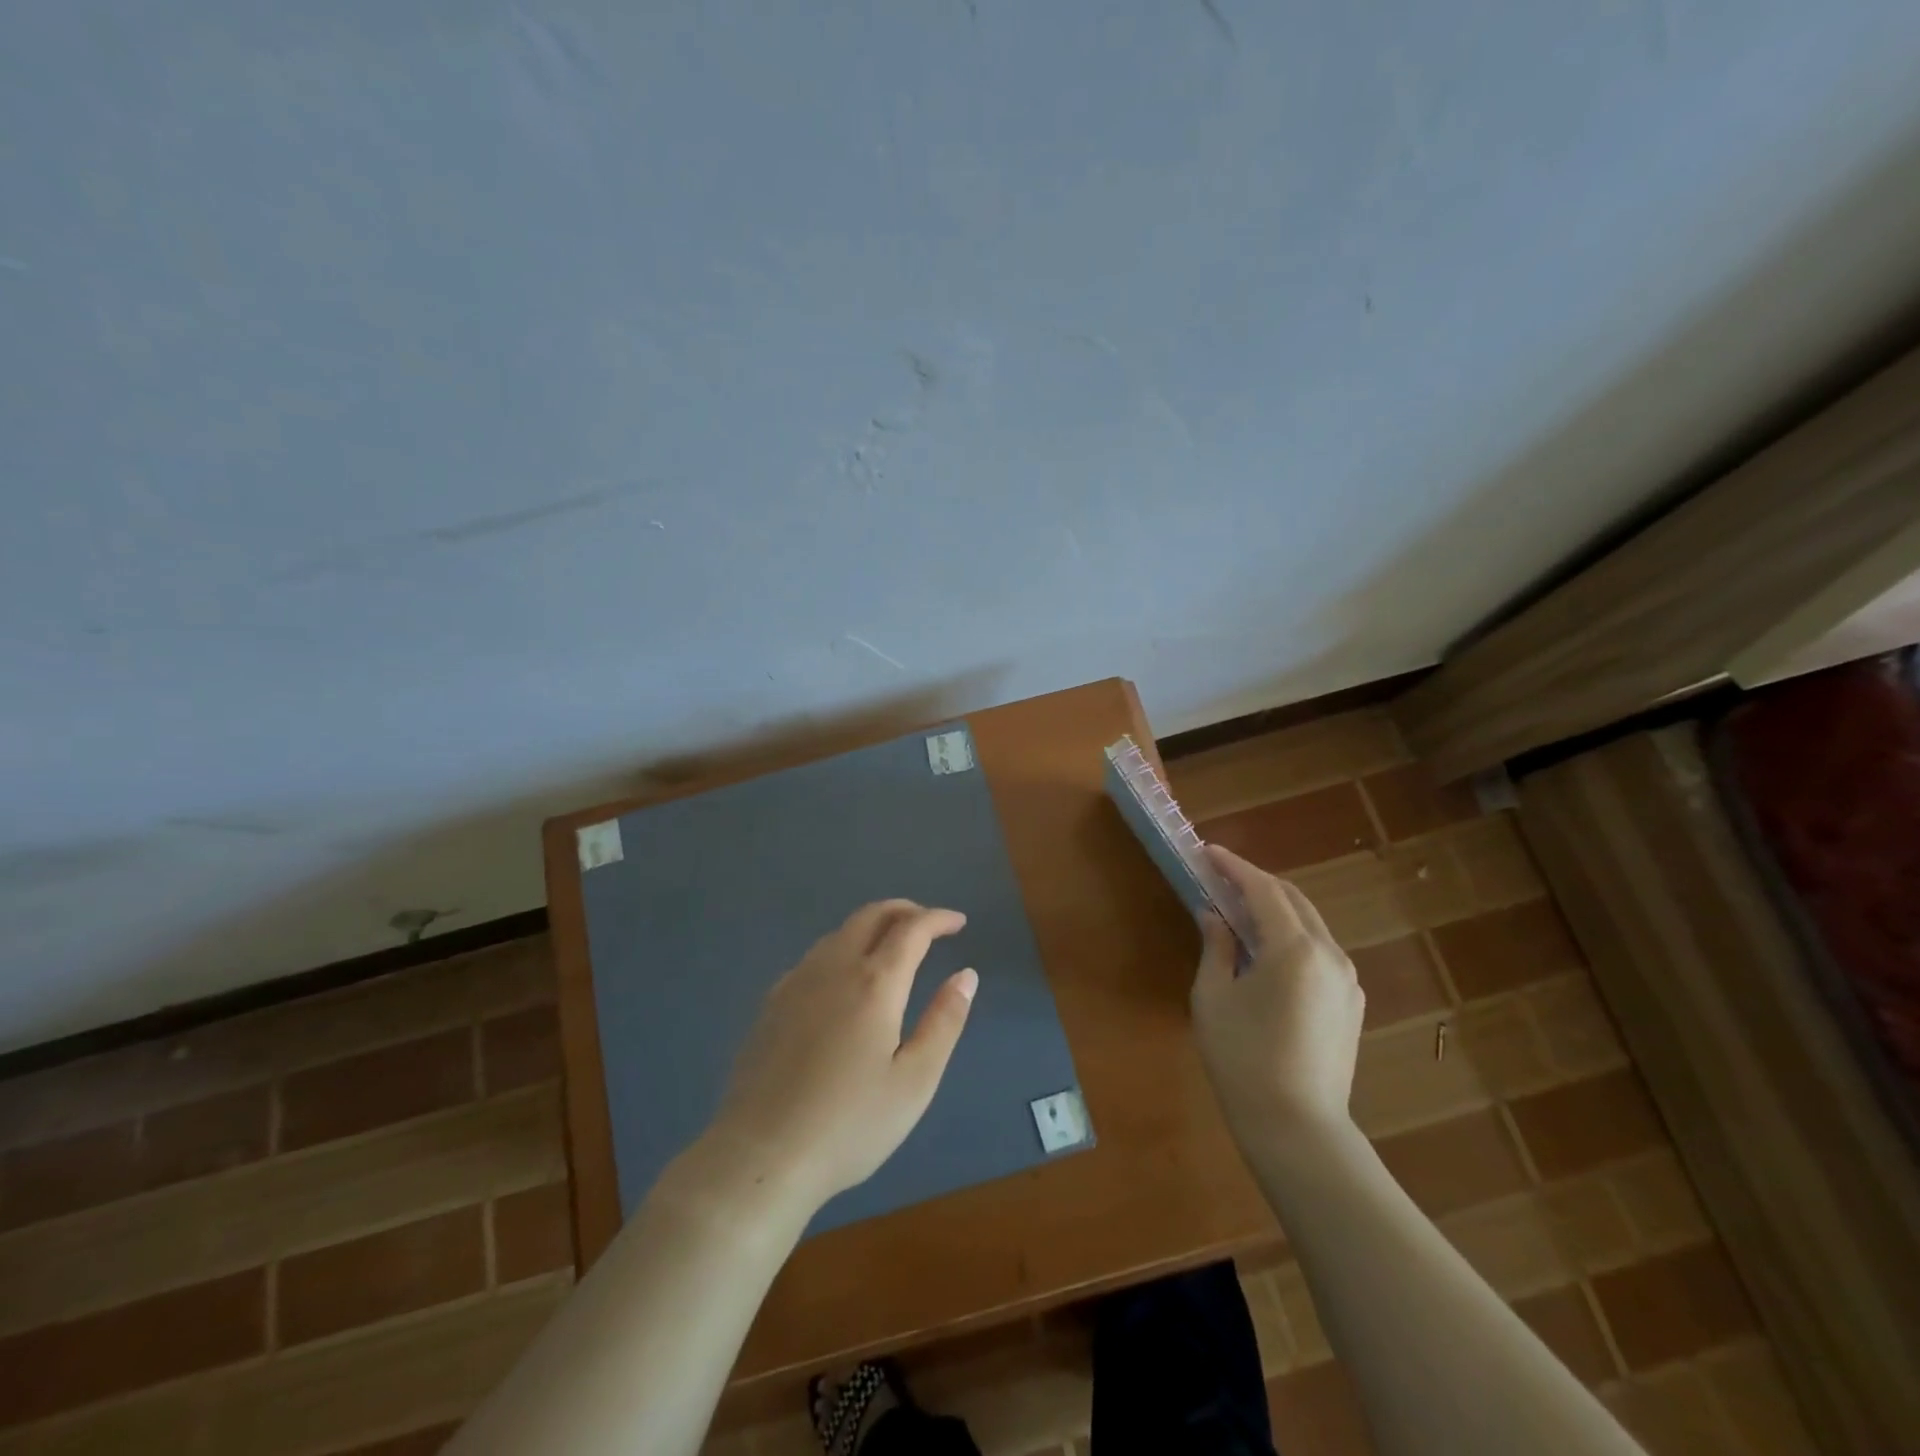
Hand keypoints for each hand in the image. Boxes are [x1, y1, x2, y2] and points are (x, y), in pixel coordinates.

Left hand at [709, 900, 977, 1210]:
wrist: (761, 1155)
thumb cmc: (850, 1124)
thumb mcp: (914, 1081)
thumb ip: (944, 1022)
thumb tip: (966, 975)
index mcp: (875, 983)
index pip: (912, 929)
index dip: (938, 919)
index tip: (958, 923)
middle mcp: (834, 968)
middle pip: (870, 915)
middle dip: (904, 910)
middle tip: (928, 924)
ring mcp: (796, 982)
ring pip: (839, 933)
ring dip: (871, 927)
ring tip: (892, 947)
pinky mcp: (771, 1003)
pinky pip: (815, 957)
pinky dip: (842, 949)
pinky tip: (844, 980)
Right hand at [1190, 845, 1364, 1146]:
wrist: (1297, 1127)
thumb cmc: (1243, 1059)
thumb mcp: (1214, 997)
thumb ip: (1216, 946)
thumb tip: (1214, 915)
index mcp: (1294, 948)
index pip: (1263, 889)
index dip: (1233, 866)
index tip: (1208, 852)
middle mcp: (1329, 954)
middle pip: (1292, 899)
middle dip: (1256, 882)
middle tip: (1220, 877)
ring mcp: (1347, 980)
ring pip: (1310, 924)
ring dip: (1275, 908)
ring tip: (1240, 909)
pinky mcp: (1351, 1003)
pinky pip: (1319, 951)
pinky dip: (1291, 935)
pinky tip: (1267, 950)